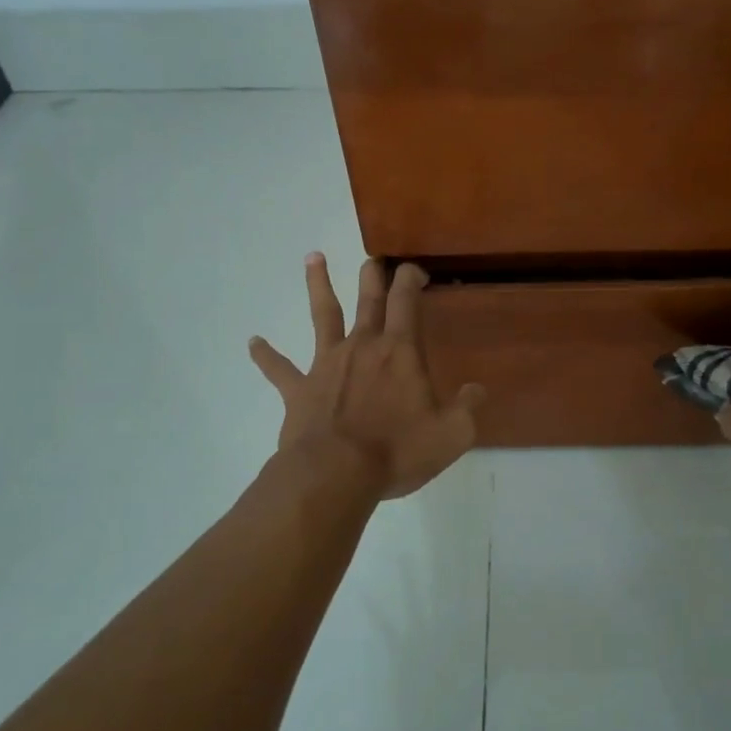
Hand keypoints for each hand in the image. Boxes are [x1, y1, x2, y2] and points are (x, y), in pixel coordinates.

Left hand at [250, 254, 484, 499]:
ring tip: (312, 257)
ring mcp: (326, 364)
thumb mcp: (452, 434)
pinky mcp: (299, 390)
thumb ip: (467, 408)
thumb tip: (477, 390)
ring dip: (318, 285)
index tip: (416, 270)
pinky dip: (265, 355)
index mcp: (399, 352)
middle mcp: (362, 346)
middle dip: (373, 276)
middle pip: (368, 299)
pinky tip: (252, 342)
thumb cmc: (397, 450)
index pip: (407, 300)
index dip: (411, 278)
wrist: (335, 473)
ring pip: (323, 315)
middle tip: (373, 259)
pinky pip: (279, 369)